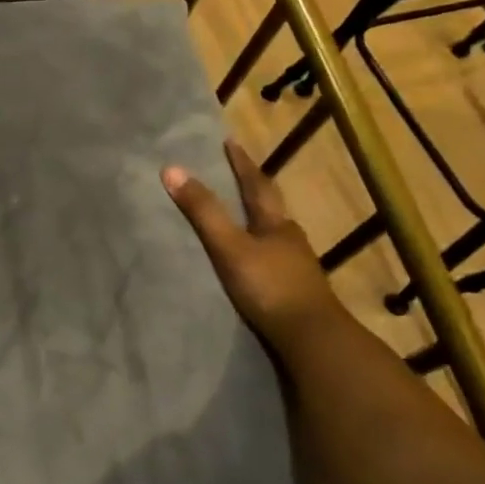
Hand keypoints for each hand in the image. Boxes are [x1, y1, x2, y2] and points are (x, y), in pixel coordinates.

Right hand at [164, 139, 347, 351]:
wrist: (313, 340)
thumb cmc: (270, 287)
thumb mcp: (229, 247)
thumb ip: (202, 212)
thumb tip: (171, 169)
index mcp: (277, 225)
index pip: (257, 185)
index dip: (242, 164)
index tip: (230, 142)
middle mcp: (290, 241)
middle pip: (270, 209)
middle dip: (253, 191)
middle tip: (236, 177)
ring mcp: (297, 268)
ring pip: (274, 236)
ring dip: (258, 224)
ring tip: (241, 219)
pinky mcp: (296, 294)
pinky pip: (274, 262)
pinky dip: (260, 253)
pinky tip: (253, 263)